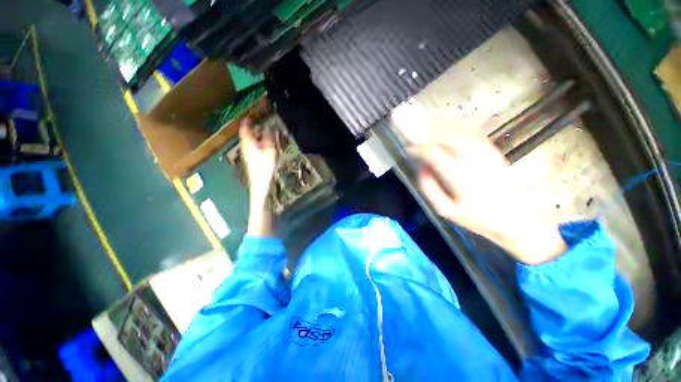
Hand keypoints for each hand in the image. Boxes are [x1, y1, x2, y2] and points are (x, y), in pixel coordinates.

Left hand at [239, 118, 276, 205]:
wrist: (260, 182)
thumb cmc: (264, 166)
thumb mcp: (270, 150)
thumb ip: (269, 138)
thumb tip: (268, 129)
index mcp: (248, 142)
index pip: (244, 128)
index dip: (247, 121)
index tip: (251, 116)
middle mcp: (245, 146)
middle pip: (245, 134)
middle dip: (251, 128)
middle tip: (259, 124)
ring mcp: (247, 153)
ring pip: (248, 140)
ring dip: (254, 135)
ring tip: (262, 133)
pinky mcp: (250, 159)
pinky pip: (251, 146)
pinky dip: (256, 142)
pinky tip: (263, 145)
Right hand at [409, 128, 565, 264]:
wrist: (513, 218)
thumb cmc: (475, 217)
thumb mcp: (444, 209)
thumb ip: (429, 188)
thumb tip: (421, 167)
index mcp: (461, 179)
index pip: (435, 154)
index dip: (419, 148)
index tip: (408, 148)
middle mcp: (475, 162)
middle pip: (449, 137)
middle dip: (428, 132)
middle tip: (415, 133)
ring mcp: (487, 154)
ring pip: (461, 131)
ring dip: (441, 127)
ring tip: (427, 127)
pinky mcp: (494, 150)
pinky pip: (473, 132)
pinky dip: (457, 126)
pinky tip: (447, 128)